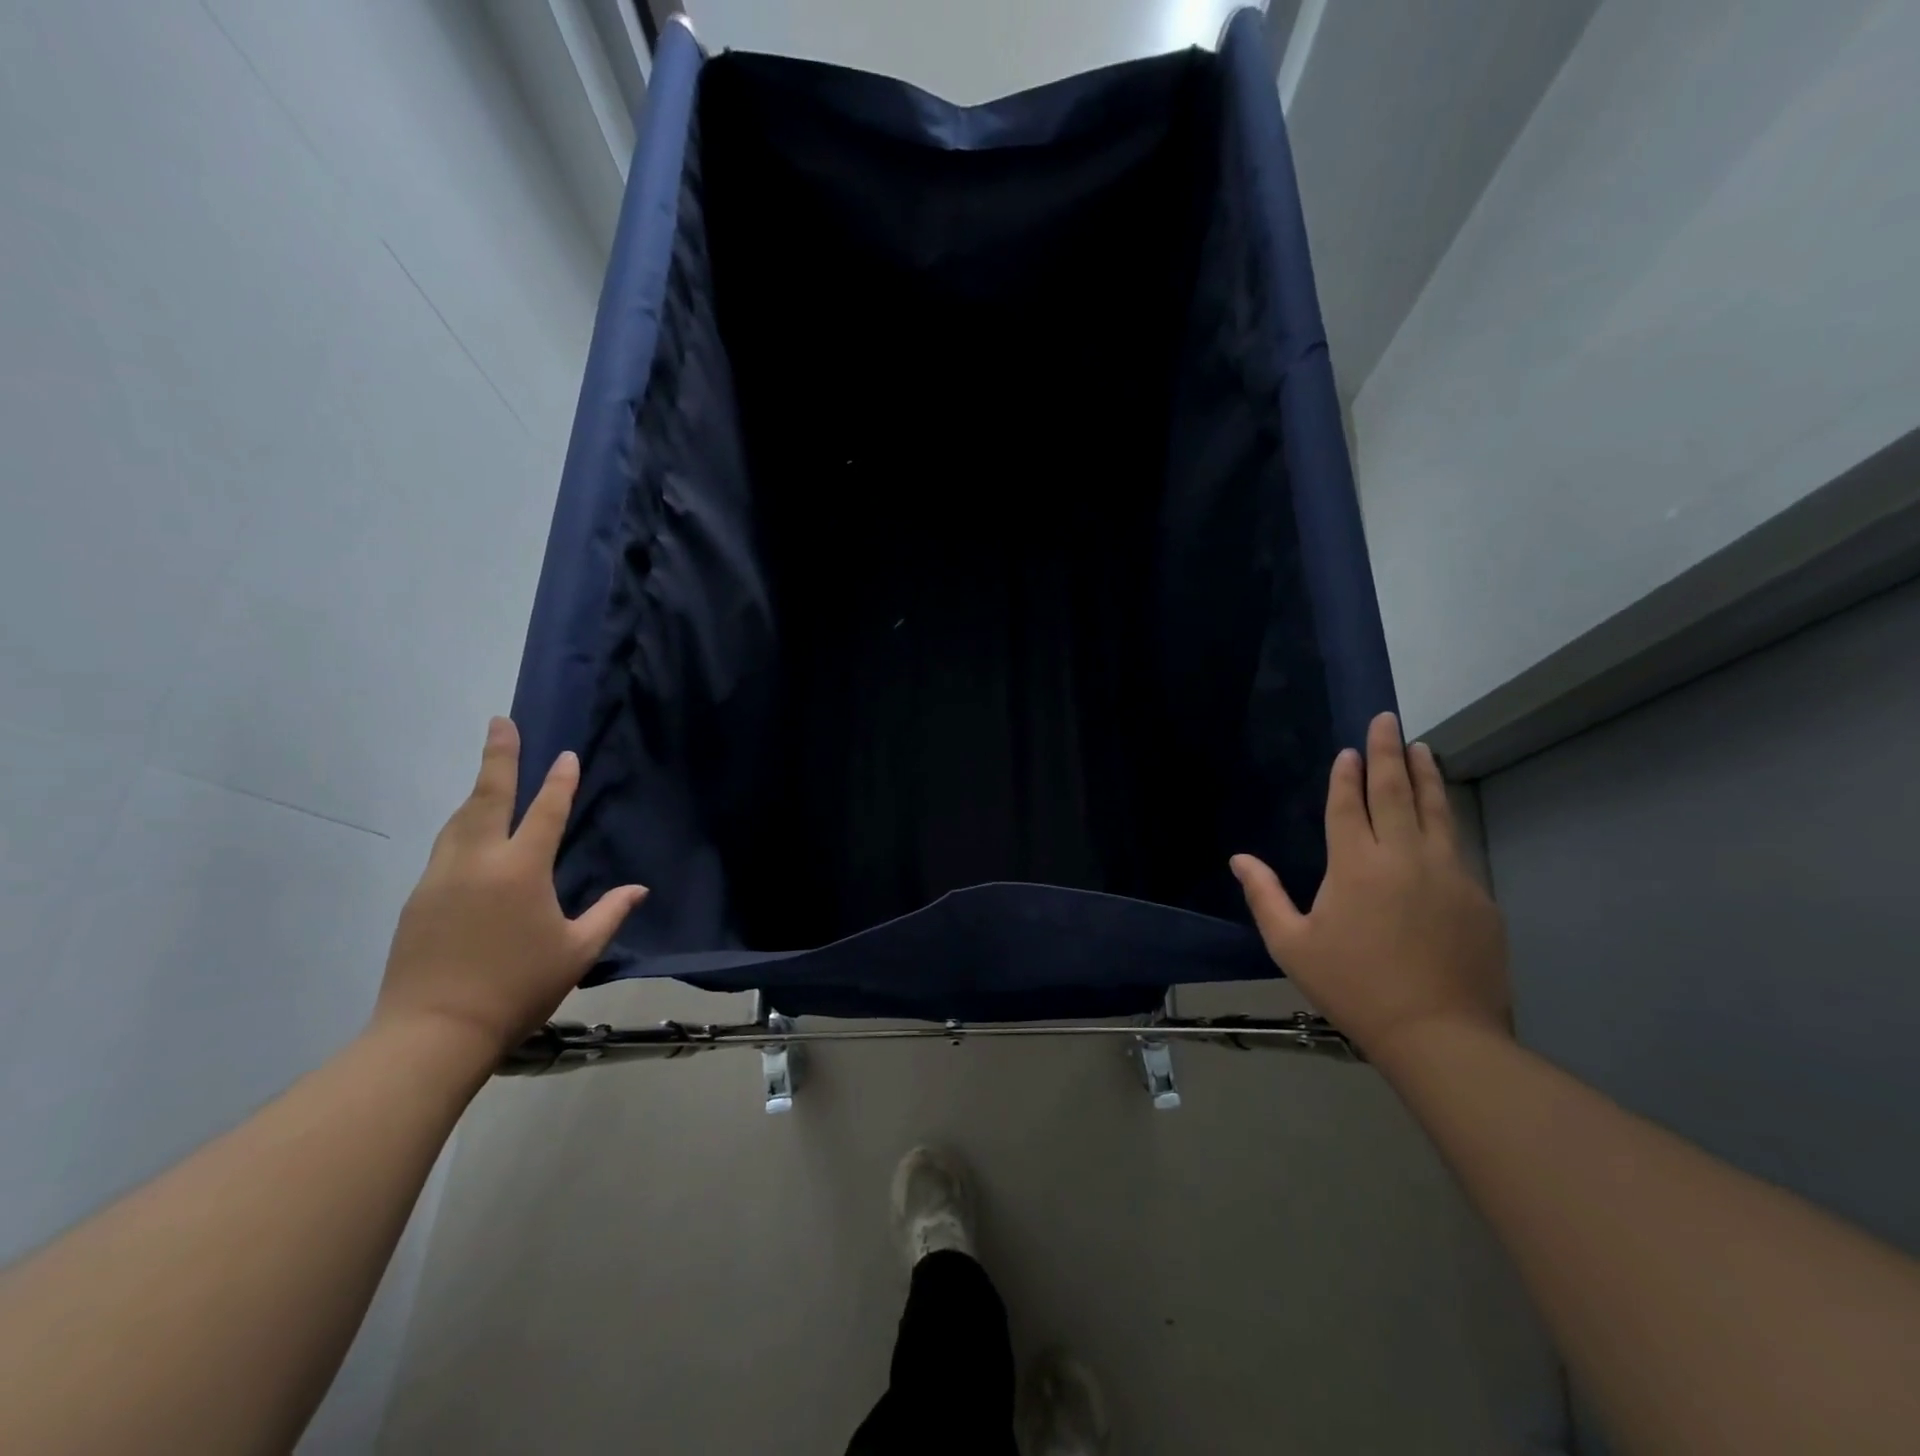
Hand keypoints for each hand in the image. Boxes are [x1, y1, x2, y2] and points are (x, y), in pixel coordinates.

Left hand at [374, 717, 645, 1061]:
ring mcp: (441, 878)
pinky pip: (446, 848)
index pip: (545, 812)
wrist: (434, 1032)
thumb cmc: (517, 988)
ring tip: (489, 773)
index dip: (558, 782)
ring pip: (459, 820)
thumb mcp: (576, 952)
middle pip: (487, 797)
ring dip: (477, 792)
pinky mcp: (419, 899)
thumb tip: (638, 889)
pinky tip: (470, 836)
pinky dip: (462, 827)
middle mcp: (477, 861)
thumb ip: (610, 914)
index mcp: (520, 870)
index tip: (565, 755)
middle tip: (500, 722)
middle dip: (497, 757)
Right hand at [1230, 711, 1509, 1062]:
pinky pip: (1455, 846)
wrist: (1439, 1034)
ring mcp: (1447, 873)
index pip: (1349, 805)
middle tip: (1388, 720)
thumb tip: (1239, 860)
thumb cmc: (1353, 987)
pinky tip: (1441, 816)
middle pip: (1395, 792)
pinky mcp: (1477, 895)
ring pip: (1435, 810)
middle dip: (1388, 751)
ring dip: (1425, 775)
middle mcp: (1403, 856)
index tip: (1349, 750)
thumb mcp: (1292, 945)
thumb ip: (1264, 896)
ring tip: (1422, 748)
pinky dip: (1445, 820)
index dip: (1347, 775)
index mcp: (1355, 865)